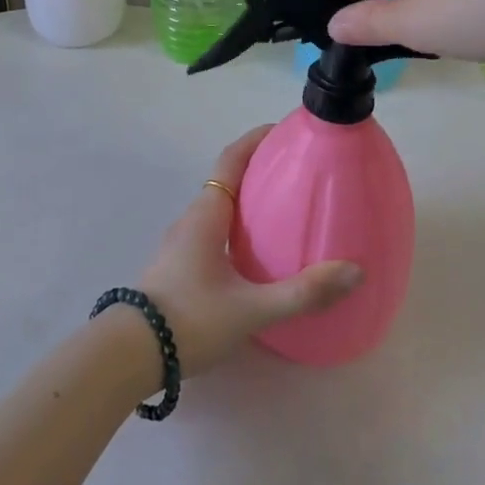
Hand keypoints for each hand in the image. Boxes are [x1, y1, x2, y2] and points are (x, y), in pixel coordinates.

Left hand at [137, 126, 362, 375]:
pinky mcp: (179, 266)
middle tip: (300, 172)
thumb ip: (303, 292)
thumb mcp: (251, 309)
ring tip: (286, 210)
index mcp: (206, 214)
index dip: (256, 139)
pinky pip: (214, 231)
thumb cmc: (190, 320)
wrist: (130, 354)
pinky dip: (238, 226)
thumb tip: (354, 271)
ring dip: (249, 200)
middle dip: (261, 169)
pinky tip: (258, 253)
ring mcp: (181, 244)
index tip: (286, 130)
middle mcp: (192, 220)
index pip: (231, 160)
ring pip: (220, 208)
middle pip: (228, 180)